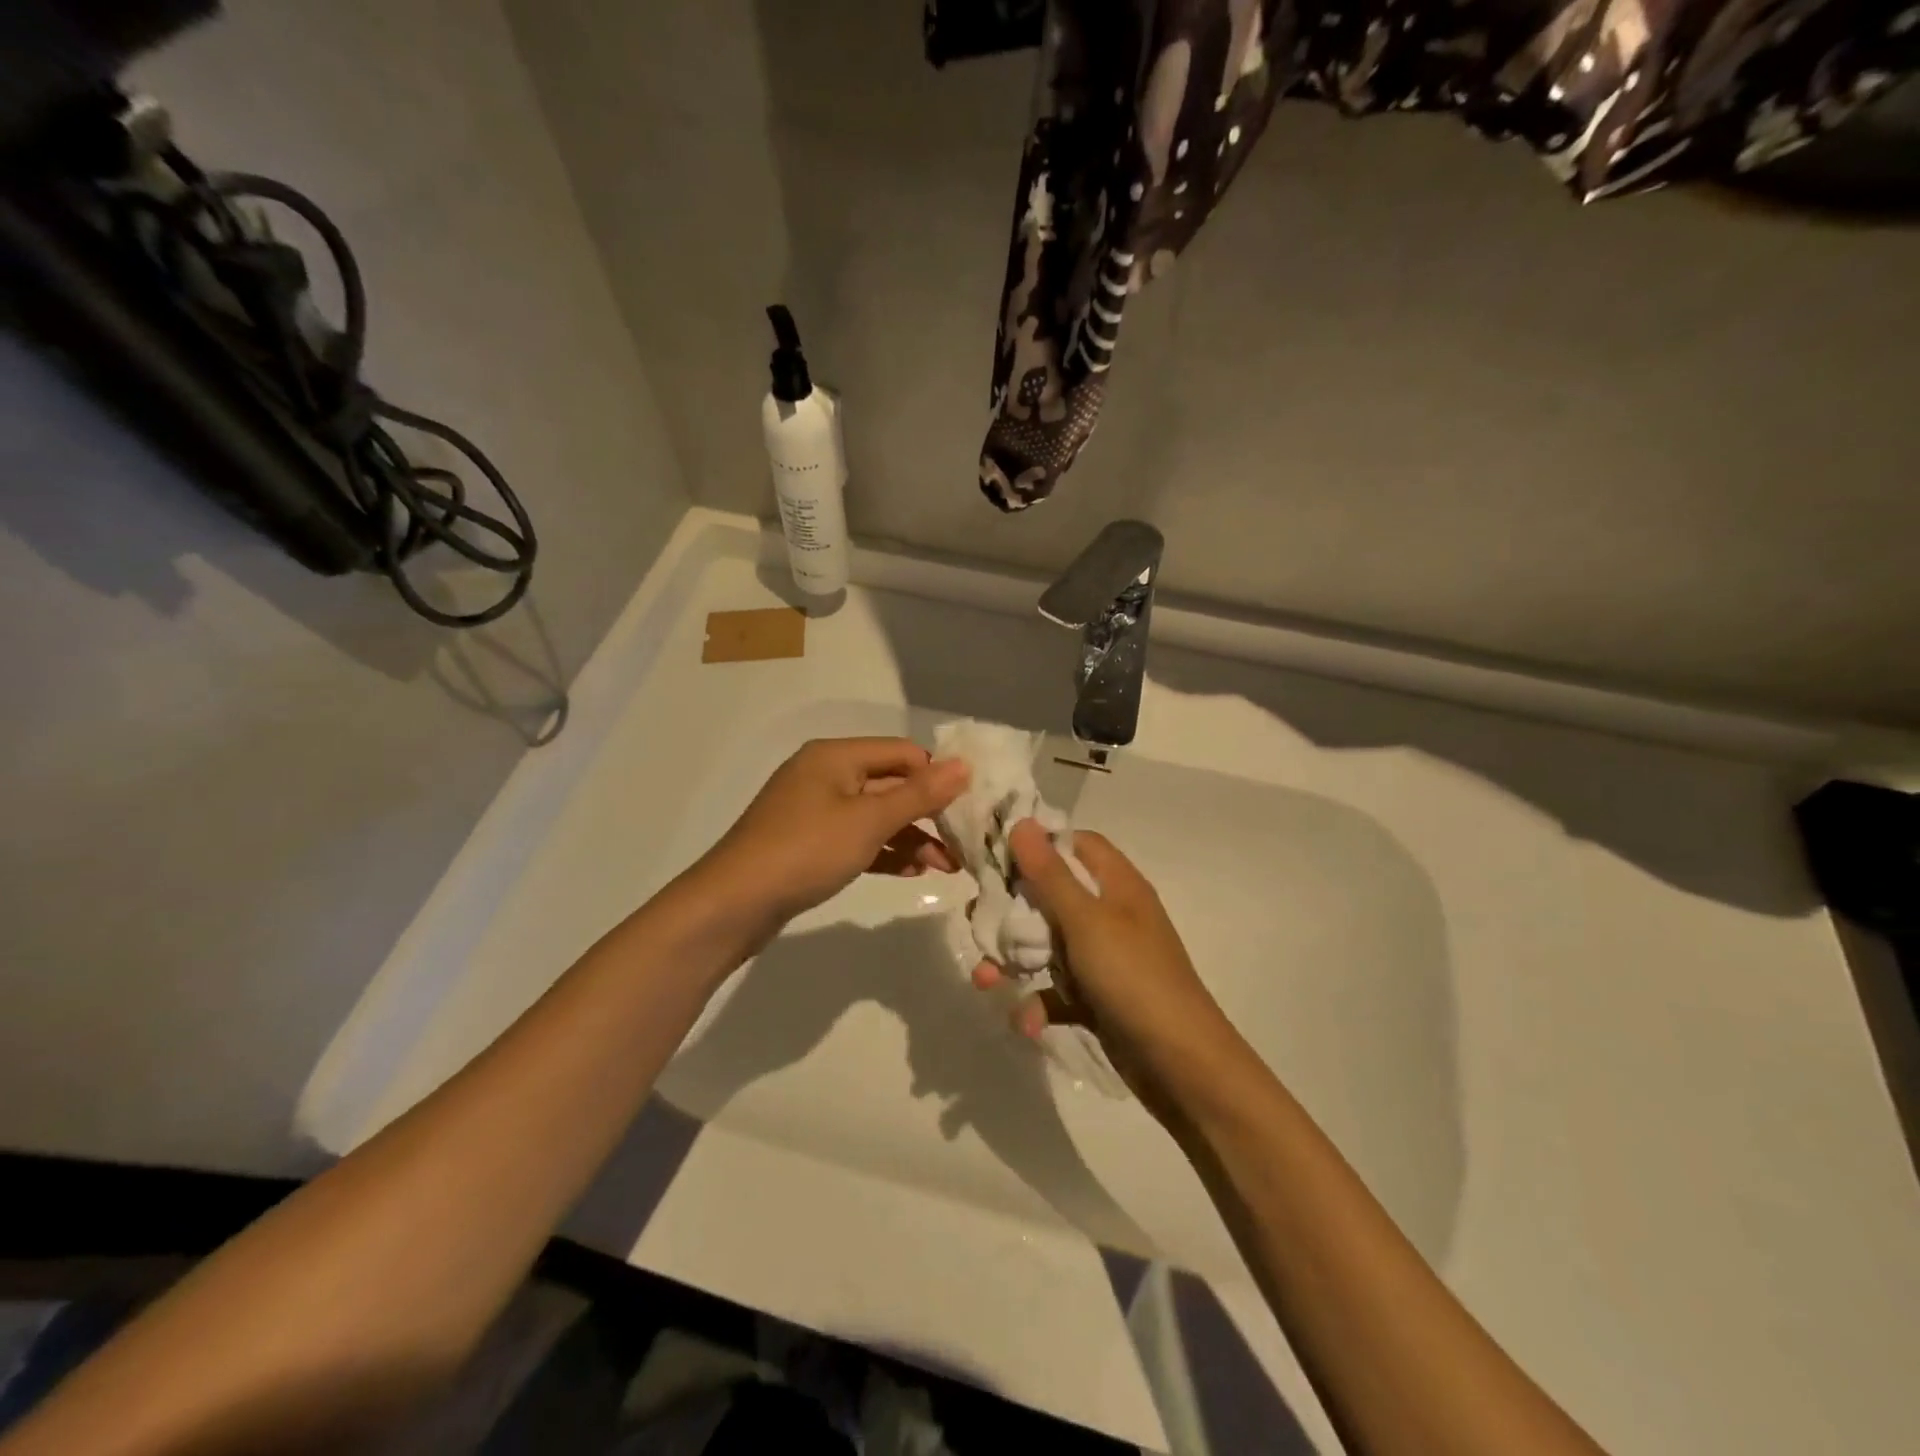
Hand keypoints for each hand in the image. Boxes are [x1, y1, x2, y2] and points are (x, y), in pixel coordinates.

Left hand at [692, 737, 969, 939]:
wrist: (733, 904)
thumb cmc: (806, 851)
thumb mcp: (869, 821)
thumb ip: (919, 794)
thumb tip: (964, 764)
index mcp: (836, 756)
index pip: (903, 753)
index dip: (937, 777)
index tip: (969, 808)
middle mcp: (825, 775)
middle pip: (890, 784)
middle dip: (928, 814)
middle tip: (963, 843)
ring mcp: (815, 810)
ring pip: (876, 816)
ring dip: (911, 837)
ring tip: (947, 867)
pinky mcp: (810, 843)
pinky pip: (858, 838)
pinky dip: (885, 852)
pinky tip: (912, 872)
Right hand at [973, 820, 1236, 1108]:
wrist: (1182, 1065)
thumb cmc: (1134, 977)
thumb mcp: (1087, 920)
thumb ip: (1050, 874)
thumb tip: (1022, 822)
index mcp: (1116, 885)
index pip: (1074, 844)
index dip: (1037, 845)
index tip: (995, 856)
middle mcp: (1110, 915)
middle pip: (1052, 895)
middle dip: (1012, 910)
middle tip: (978, 921)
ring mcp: (1105, 958)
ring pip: (1048, 945)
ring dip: (1015, 961)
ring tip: (985, 980)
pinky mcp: (1098, 998)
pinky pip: (1058, 991)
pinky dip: (1038, 1004)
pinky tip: (1026, 1023)